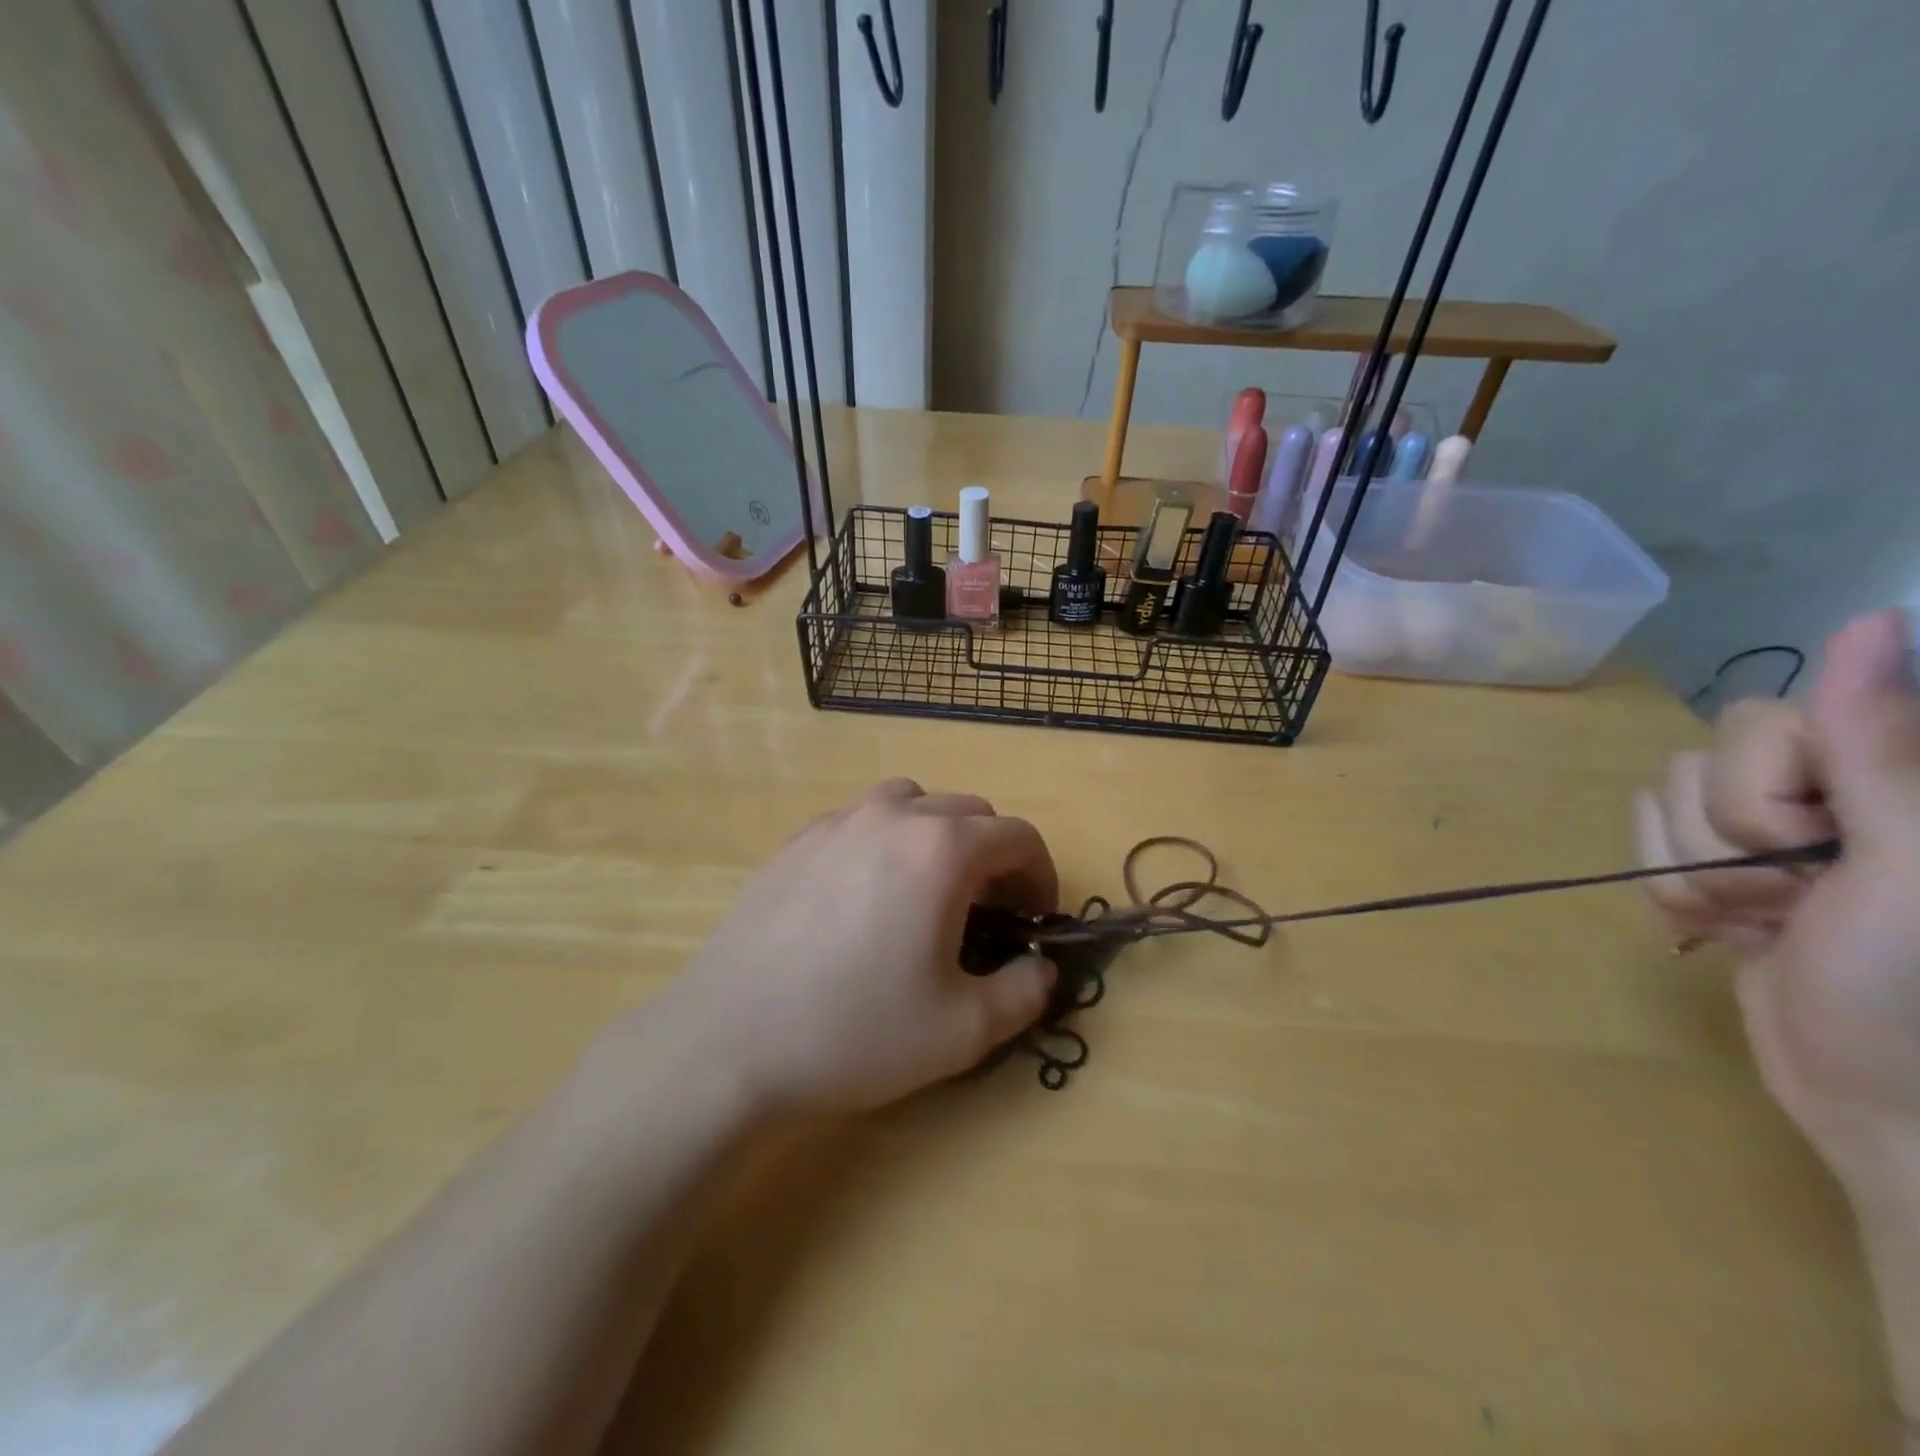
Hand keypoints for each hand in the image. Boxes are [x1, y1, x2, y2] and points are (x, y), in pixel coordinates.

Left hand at [652, 779, 1058, 1116]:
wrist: (729, 1040)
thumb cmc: (857, 1031)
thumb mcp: (964, 1030)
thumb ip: (1024, 992)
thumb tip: (1042, 969)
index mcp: (942, 849)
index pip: (1018, 836)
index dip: (1040, 876)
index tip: (1034, 920)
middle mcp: (893, 816)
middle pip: (969, 812)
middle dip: (994, 856)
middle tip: (986, 913)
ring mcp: (838, 821)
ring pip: (912, 802)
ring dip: (938, 836)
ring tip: (927, 892)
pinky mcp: (797, 840)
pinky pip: (861, 819)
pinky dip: (886, 841)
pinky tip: (864, 897)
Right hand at [1636, 610, 1919, 1172]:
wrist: (1876, 1103)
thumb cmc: (1908, 991)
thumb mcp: (1907, 870)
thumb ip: (1878, 751)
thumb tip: (1871, 620)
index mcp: (1878, 777)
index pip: (1764, 724)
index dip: (1769, 793)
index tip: (1821, 853)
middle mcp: (1827, 788)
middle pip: (1701, 763)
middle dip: (1727, 843)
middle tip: (1798, 899)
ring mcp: (1771, 830)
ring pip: (1664, 804)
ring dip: (1698, 875)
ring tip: (1766, 923)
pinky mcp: (1724, 866)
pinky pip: (1647, 842)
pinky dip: (1677, 894)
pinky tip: (1736, 929)